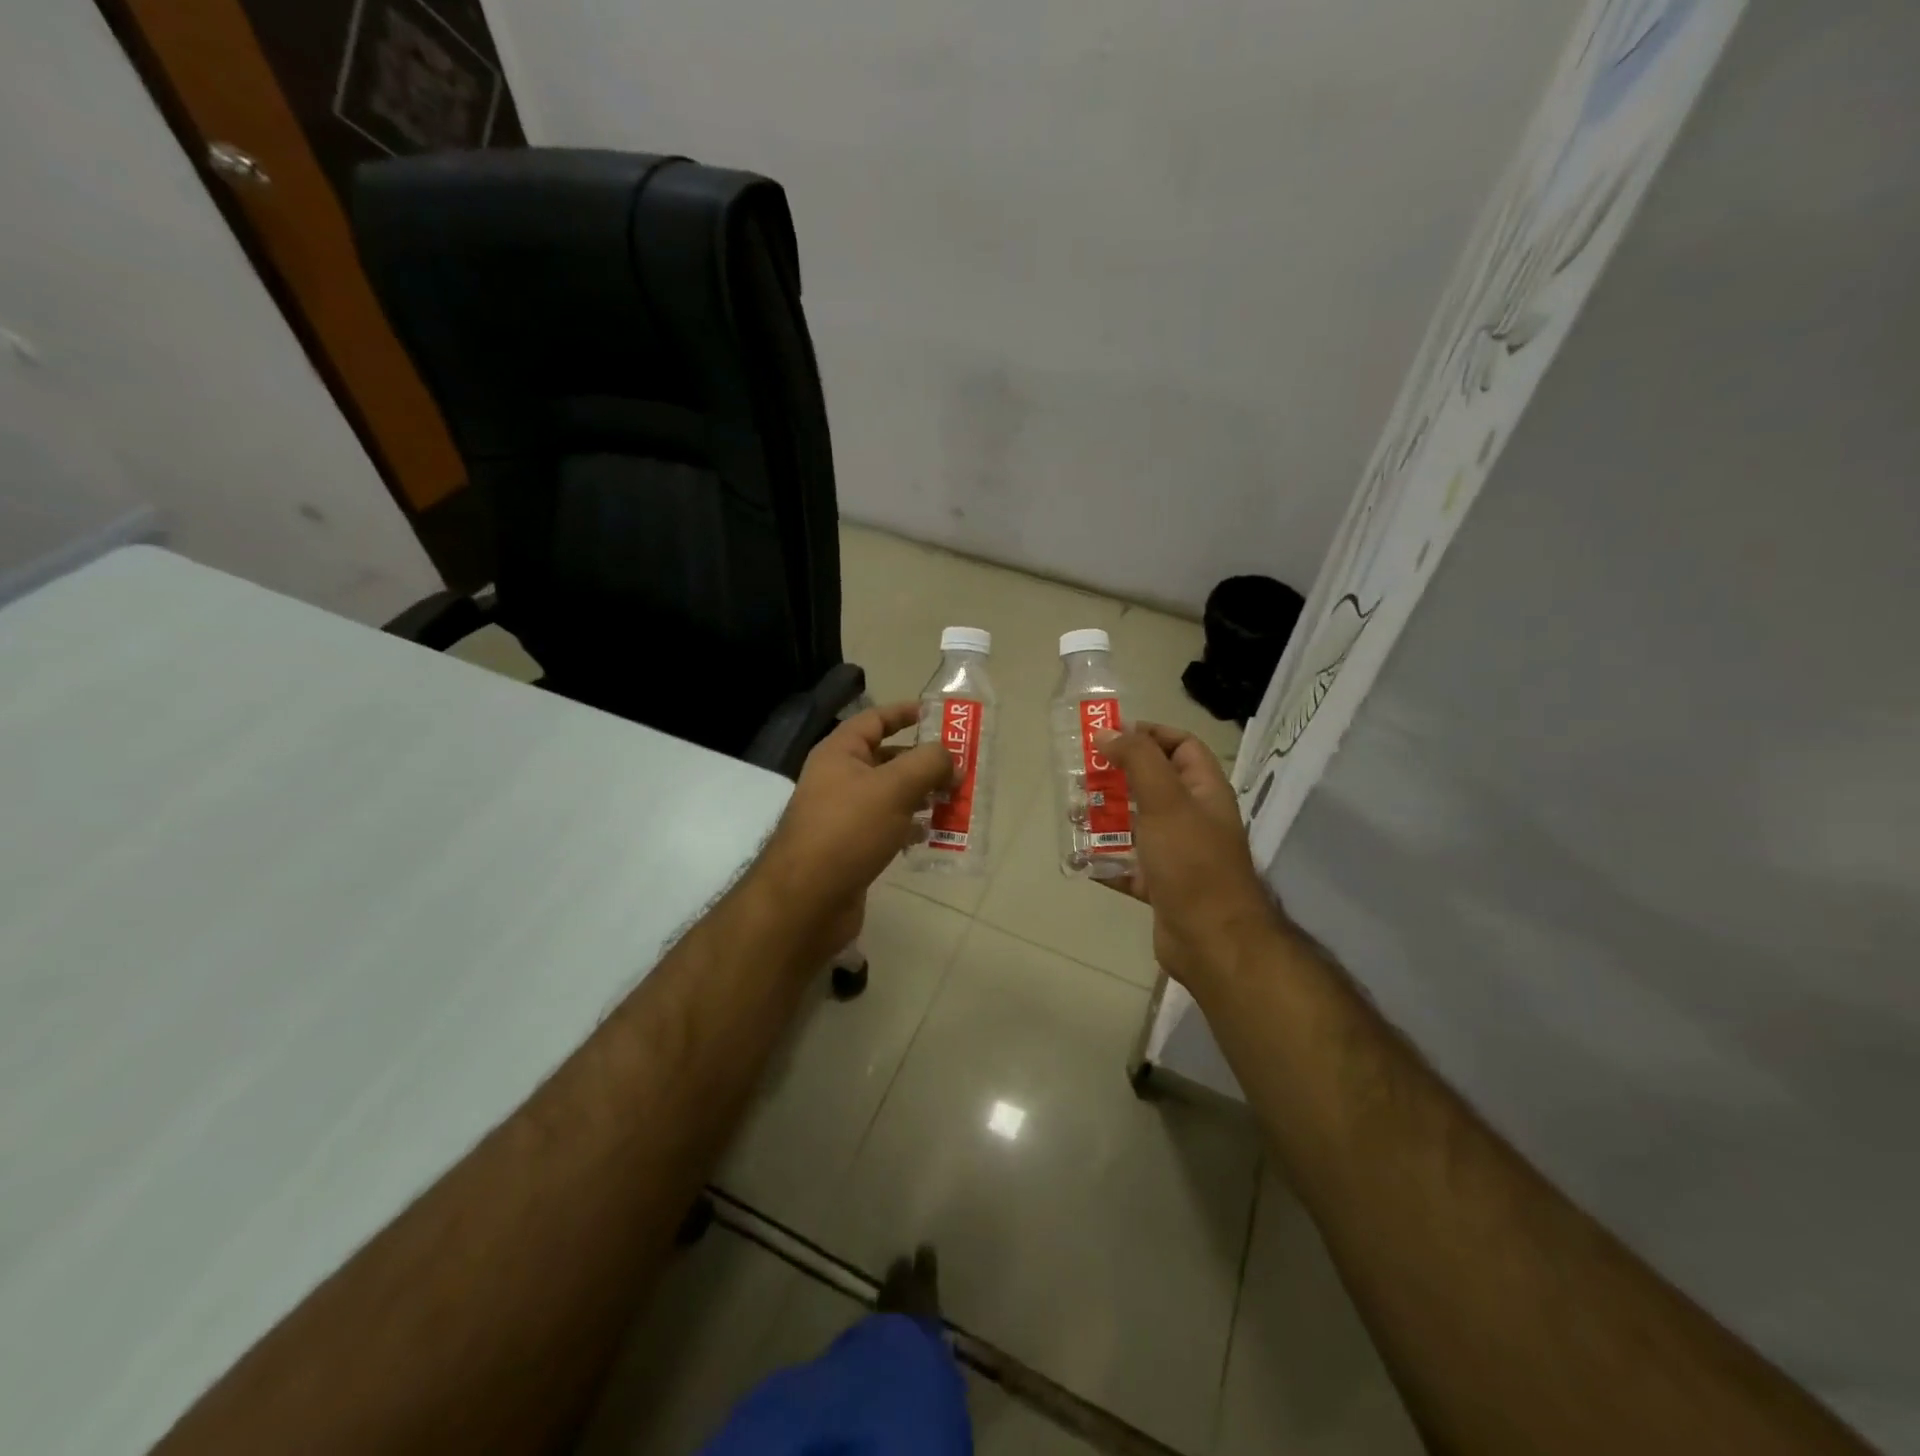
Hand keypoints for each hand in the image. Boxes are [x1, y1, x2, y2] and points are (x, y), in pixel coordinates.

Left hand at [753, 702, 953, 956]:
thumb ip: (928, 764)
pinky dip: (911, 828)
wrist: (806, 900)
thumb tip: (951, 758)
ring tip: (957, 801)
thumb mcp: (893, 787)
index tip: (938, 716)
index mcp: (840, 754)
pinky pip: (888, 828)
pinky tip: (935, 835)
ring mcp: (844, 816)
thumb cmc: (848, 831)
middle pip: (887, 759)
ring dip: (923, 796)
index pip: (874, 720)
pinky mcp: (852, 848)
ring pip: (891, 796)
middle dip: (924, 763)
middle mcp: (838, 779)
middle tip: (961, 768)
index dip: (904, 713)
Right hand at [1098, 724, 1278, 991]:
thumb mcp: (1165, 801)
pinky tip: (1079, 859)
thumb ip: (1138, 760)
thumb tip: (1109, 733)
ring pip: (1135, 824)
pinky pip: (1127, 864)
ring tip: (1072, 815)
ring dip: (1104, 818)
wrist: (1212, 940)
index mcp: (1203, 791)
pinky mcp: (1160, 885)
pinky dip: (1104, 860)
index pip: (1181, 745)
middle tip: (1080, 776)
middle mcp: (1192, 818)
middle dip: (1115, 777)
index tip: (1110, 736)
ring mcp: (1176, 853)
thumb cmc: (1192, 862)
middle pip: (1151, 784)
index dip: (1149, 734)